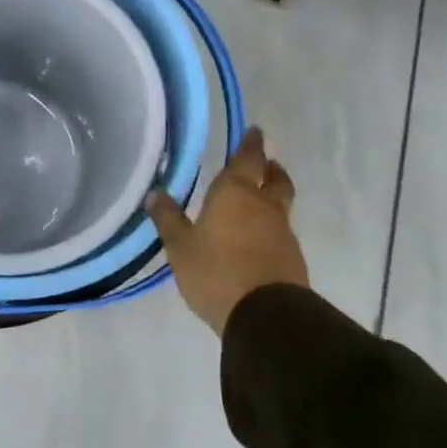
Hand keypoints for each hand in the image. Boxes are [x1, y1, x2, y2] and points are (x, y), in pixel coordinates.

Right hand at [146, 127, 308, 334]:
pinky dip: (271, 226)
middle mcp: (263, 206)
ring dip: (273, 196)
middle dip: (270, 167)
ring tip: (259, 199)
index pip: (247, 159)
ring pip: (280, 205)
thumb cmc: (216, 272)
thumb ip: (168, 218)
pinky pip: (281, 231)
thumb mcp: (180, 246)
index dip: (251, 144)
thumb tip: (154, 193)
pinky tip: (258, 237)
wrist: (266, 317)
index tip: (255, 131)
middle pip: (275, 179)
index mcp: (235, 193)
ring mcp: (282, 232)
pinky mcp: (292, 258)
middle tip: (266, 162)